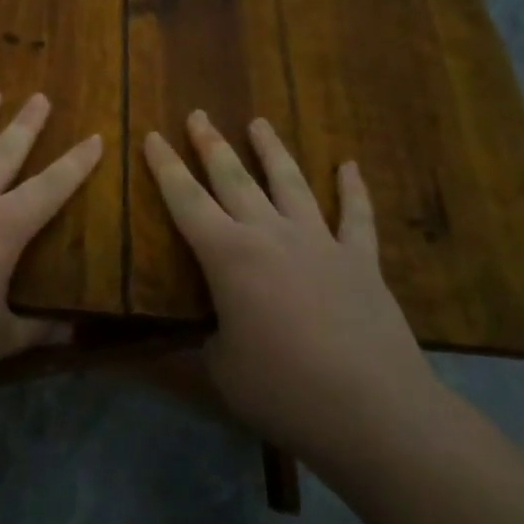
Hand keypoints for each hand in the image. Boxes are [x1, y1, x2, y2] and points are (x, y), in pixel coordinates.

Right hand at [142, 112, 440, 455]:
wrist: (371, 409)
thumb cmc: (282, 389)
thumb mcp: (220, 371)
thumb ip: (201, 345)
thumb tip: (189, 341)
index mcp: (228, 256)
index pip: (185, 200)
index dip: (165, 167)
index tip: (152, 136)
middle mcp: (270, 234)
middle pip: (234, 178)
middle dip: (211, 144)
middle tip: (198, 114)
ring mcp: (320, 242)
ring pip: (291, 182)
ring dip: (272, 150)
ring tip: (259, 122)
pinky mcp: (360, 260)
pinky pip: (356, 215)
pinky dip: (353, 189)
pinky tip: (349, 165)